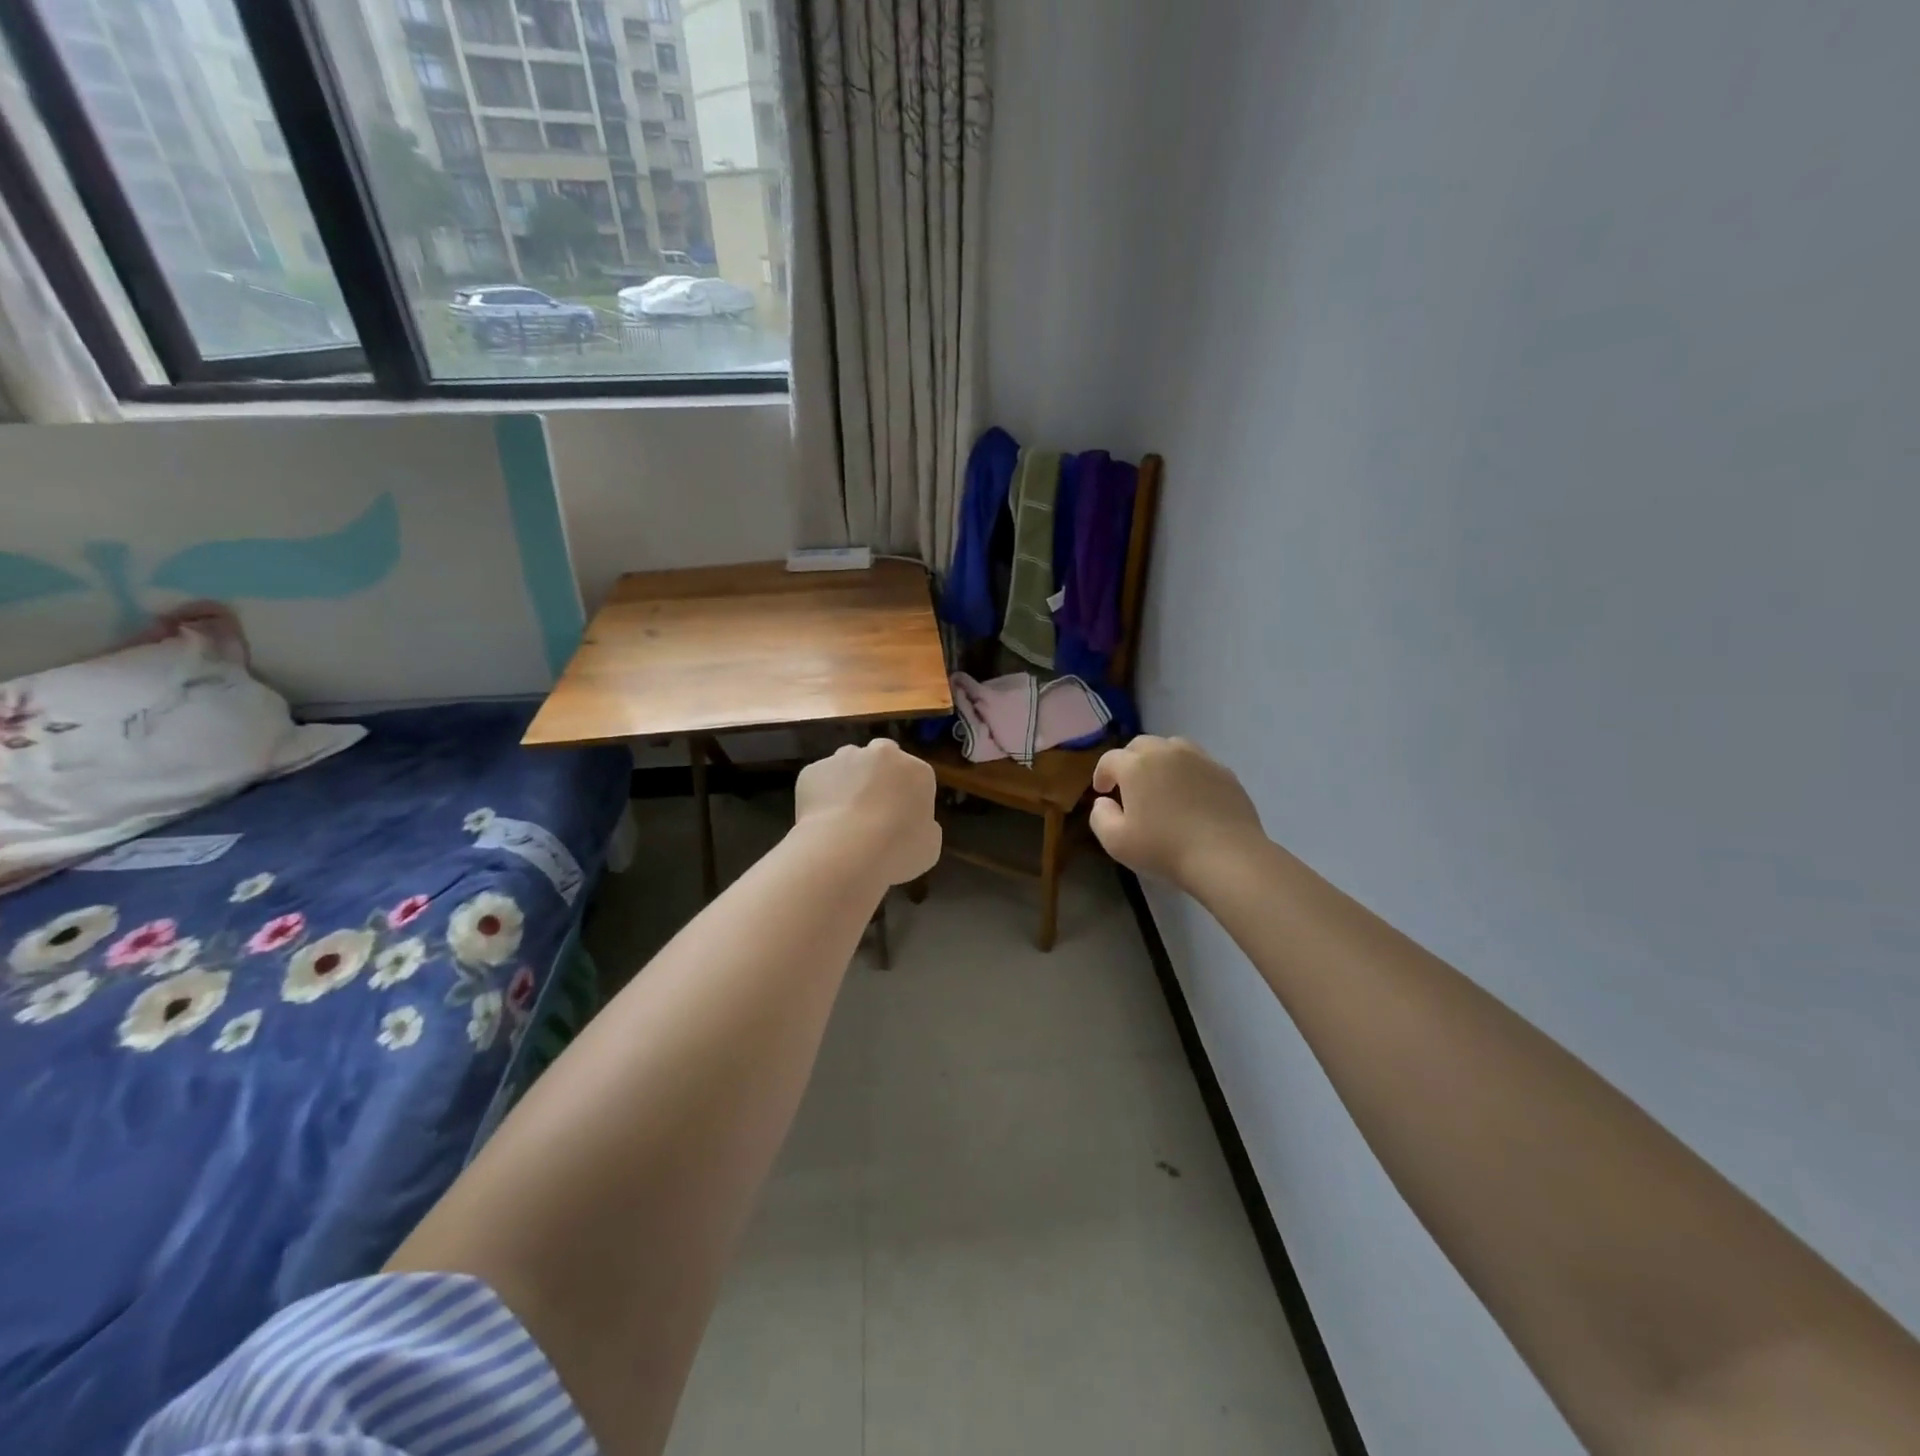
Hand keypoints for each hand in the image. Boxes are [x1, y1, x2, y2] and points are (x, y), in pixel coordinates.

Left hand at [794, 740, 940, 886]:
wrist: (845, 850)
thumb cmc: (897, 850)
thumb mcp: (929, 846)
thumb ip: (924, 827)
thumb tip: (913, 824)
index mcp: (917, 771)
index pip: (916, 776)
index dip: (907, 797)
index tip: (900, 819)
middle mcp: (882, 754)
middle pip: (882, 758)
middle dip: (878, 776)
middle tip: (871, 809)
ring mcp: (844, 758)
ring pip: (848, 764)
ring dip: (848, 781)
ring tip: (842, 816)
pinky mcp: (813, 770)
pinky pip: (820, 780)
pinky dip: (820, 795)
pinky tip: (820, 821)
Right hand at [1091, 736, 1265, 892]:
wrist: (1226, 856)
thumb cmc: (1165, 849)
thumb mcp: (1115, 842)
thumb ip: (1100, 816)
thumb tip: (1104, 801)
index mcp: (1136, 766)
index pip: (1110, 759)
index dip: (1102, 773)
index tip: (1103, 791)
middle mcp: (1166, 753)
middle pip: (1141, 745)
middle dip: (1130, 761)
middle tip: (1129, 784)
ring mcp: (1199, 759)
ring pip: (1172, 747)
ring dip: (1160, 759)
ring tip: (1161, 782)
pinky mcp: (1224, 772)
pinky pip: (1199, 762)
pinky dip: (1188, 771)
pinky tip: (1191, 794)